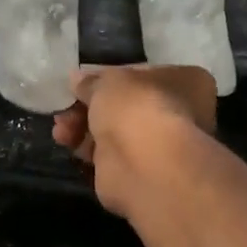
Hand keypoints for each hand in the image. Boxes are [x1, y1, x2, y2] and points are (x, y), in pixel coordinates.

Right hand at [52, 64, 216, 216]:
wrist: (144, 165)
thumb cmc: (137, 107)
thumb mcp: (108, 81)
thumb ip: (92, 81)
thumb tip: (78, 79)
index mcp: (186, 82)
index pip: (142, 74)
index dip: (109, 77)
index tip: (82, 82)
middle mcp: (179, 113)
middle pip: (124, 105)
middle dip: (89, 106)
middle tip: (64, 108)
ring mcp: (159, 146)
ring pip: (113, 131)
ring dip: (82, 127)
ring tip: (60, 129)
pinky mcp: (138, 172)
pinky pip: (107, 154)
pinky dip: (86, 149)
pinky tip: (66, 142)